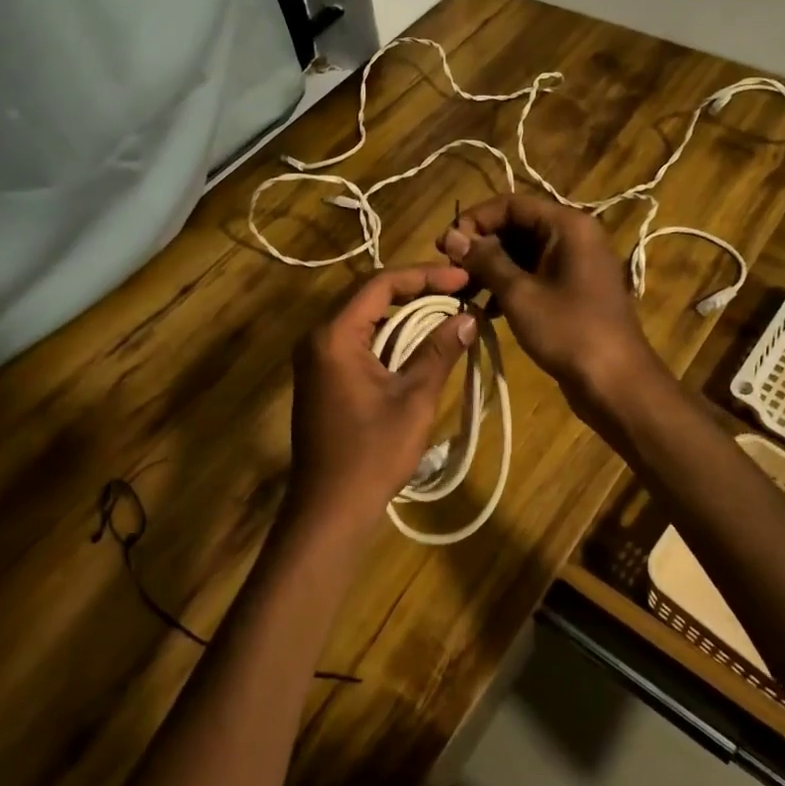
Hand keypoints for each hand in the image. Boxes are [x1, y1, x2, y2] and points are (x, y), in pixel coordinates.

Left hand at [287, 266, 477, 541]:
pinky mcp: (320, 375)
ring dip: (402, 310)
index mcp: (334, 335)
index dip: (424, 276)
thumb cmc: (372, 455)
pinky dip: (387, 333)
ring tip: (444, 308)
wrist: (329, 509)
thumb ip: (439, 352)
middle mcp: (318, 337)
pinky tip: (416, 340)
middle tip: (457, 289)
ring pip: (362, 316)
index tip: (463, 278)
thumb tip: (469, 318)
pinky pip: (355, 338)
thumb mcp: (413, 400)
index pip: (380, 284)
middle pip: (368, 294)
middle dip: (415, 288)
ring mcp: (315, 357)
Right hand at [438, 194, 664, 409]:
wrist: (616, 383)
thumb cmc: (568, 331)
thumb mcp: (519, 294)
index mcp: (567, 226)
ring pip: (523, 252)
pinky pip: (534, 273)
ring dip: (492, 267)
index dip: (475, 220)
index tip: (445, 245)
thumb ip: (485, 260)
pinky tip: (487, 308)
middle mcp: (574, 236)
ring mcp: (576, 263)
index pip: (511, 204)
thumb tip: (451, 235)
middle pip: (517, 225)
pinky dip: (510, 284)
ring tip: (463, 291)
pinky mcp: (573, 288)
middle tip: (450, 270)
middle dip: (481, 246)